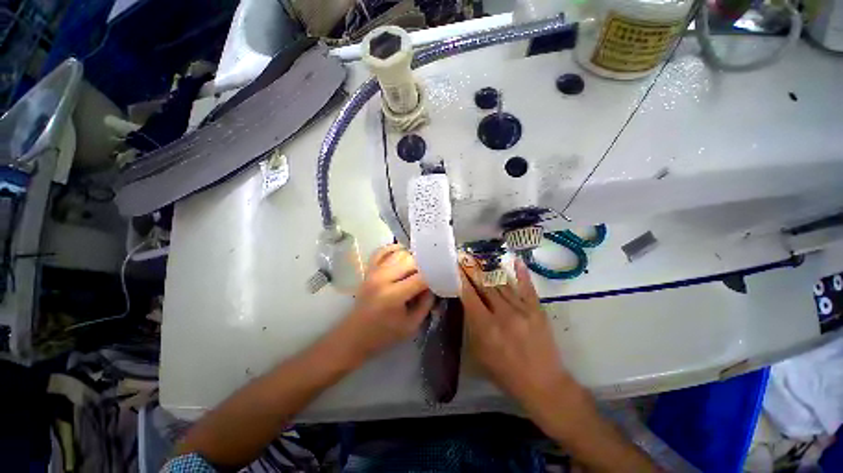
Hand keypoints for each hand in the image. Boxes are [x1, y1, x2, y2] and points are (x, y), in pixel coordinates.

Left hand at [338, 244, 434, 362]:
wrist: (355, 335)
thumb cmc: (384, 334)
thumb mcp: (412, 325)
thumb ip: (426, 303)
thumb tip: (434, 285)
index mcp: (393, 295)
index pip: (421, 278)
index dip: (435, 276)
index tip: (443, 276)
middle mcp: (382, 278)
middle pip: (411, 261)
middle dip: (424, 266)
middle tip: (431, 273)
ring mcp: (374, 271)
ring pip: (399, 253)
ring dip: (412, 258)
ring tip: (419, 267)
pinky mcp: (369, 270)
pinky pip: (382, 251)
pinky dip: (394, 249)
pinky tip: (403, 254)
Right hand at [458, 256, 575, 412]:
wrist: (544, 384)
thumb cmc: (505, 373)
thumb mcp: (480, 354)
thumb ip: (472, 327)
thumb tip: (467, 305)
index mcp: (486, 327)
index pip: (470, 296)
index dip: (462, 280)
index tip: (456, 267)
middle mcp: (503, 314)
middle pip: (485, 286)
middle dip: (473, 270)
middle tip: (465, 257)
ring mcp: (522, 309)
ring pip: (502, 284)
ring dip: (490, 270)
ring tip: (481, 258)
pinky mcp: (537, 310)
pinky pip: (527, 287)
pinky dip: (521, 273)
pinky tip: (516, 261)